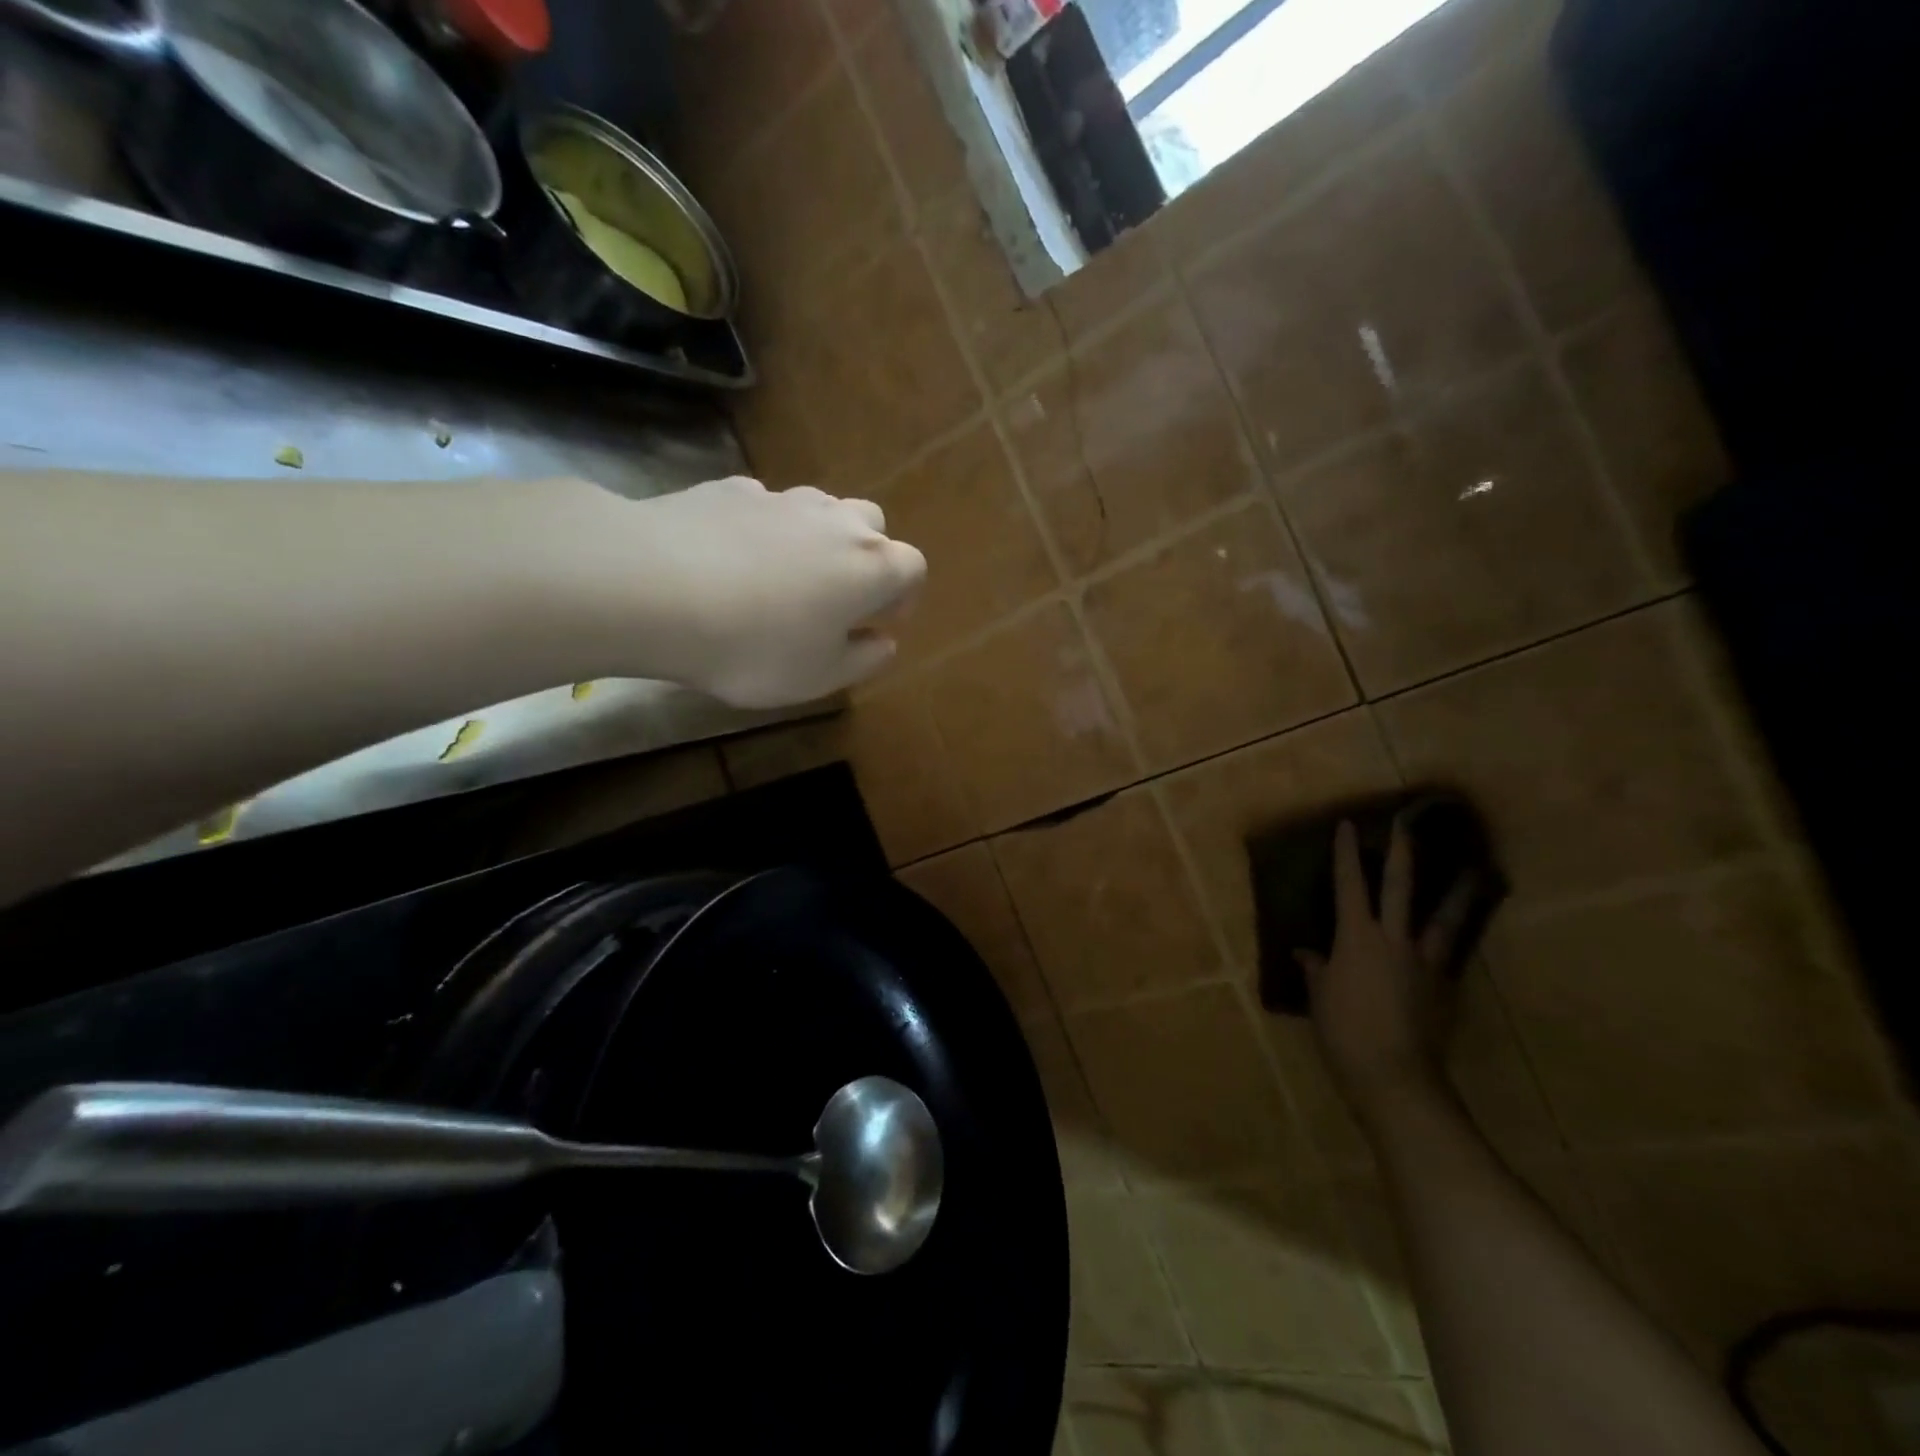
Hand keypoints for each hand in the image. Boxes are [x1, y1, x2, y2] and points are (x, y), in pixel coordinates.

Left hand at [571, 477, 925, 707]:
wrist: (655, 587)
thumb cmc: (754, 646)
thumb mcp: (818, 677)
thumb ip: (862, 661)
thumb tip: (883, 642)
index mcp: (871, 567)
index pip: (912, 569)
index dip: (904, 596)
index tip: (882, 622)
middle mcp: (837, 521)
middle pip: (872, 526)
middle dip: (865, 559)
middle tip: (838, 597)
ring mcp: (782, 498)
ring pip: (820, 510)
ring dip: (817, 539)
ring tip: (784, 578)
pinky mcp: (730, 488)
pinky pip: (765, 507)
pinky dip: (763, 529)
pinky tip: (731, 559)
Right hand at [1296, 818, 1478, 1126]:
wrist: (1394, 1075)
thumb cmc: (1343, 1031)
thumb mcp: (1319, 997)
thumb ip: (1317, 970)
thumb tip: (1308, 953)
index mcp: (1356, 937)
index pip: (1349, 885)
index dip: (1348, 854)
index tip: (1349, 825)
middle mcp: (1393, 940)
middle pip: (1400, 887)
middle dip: (1403, 854)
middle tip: (1408, 825)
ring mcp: (1425, 962)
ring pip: (1444, 918)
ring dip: (1459, 893)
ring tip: (1476, 873)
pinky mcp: (1446, 988)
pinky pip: (1451, 955)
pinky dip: (1457, 941)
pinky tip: (1462, 937)